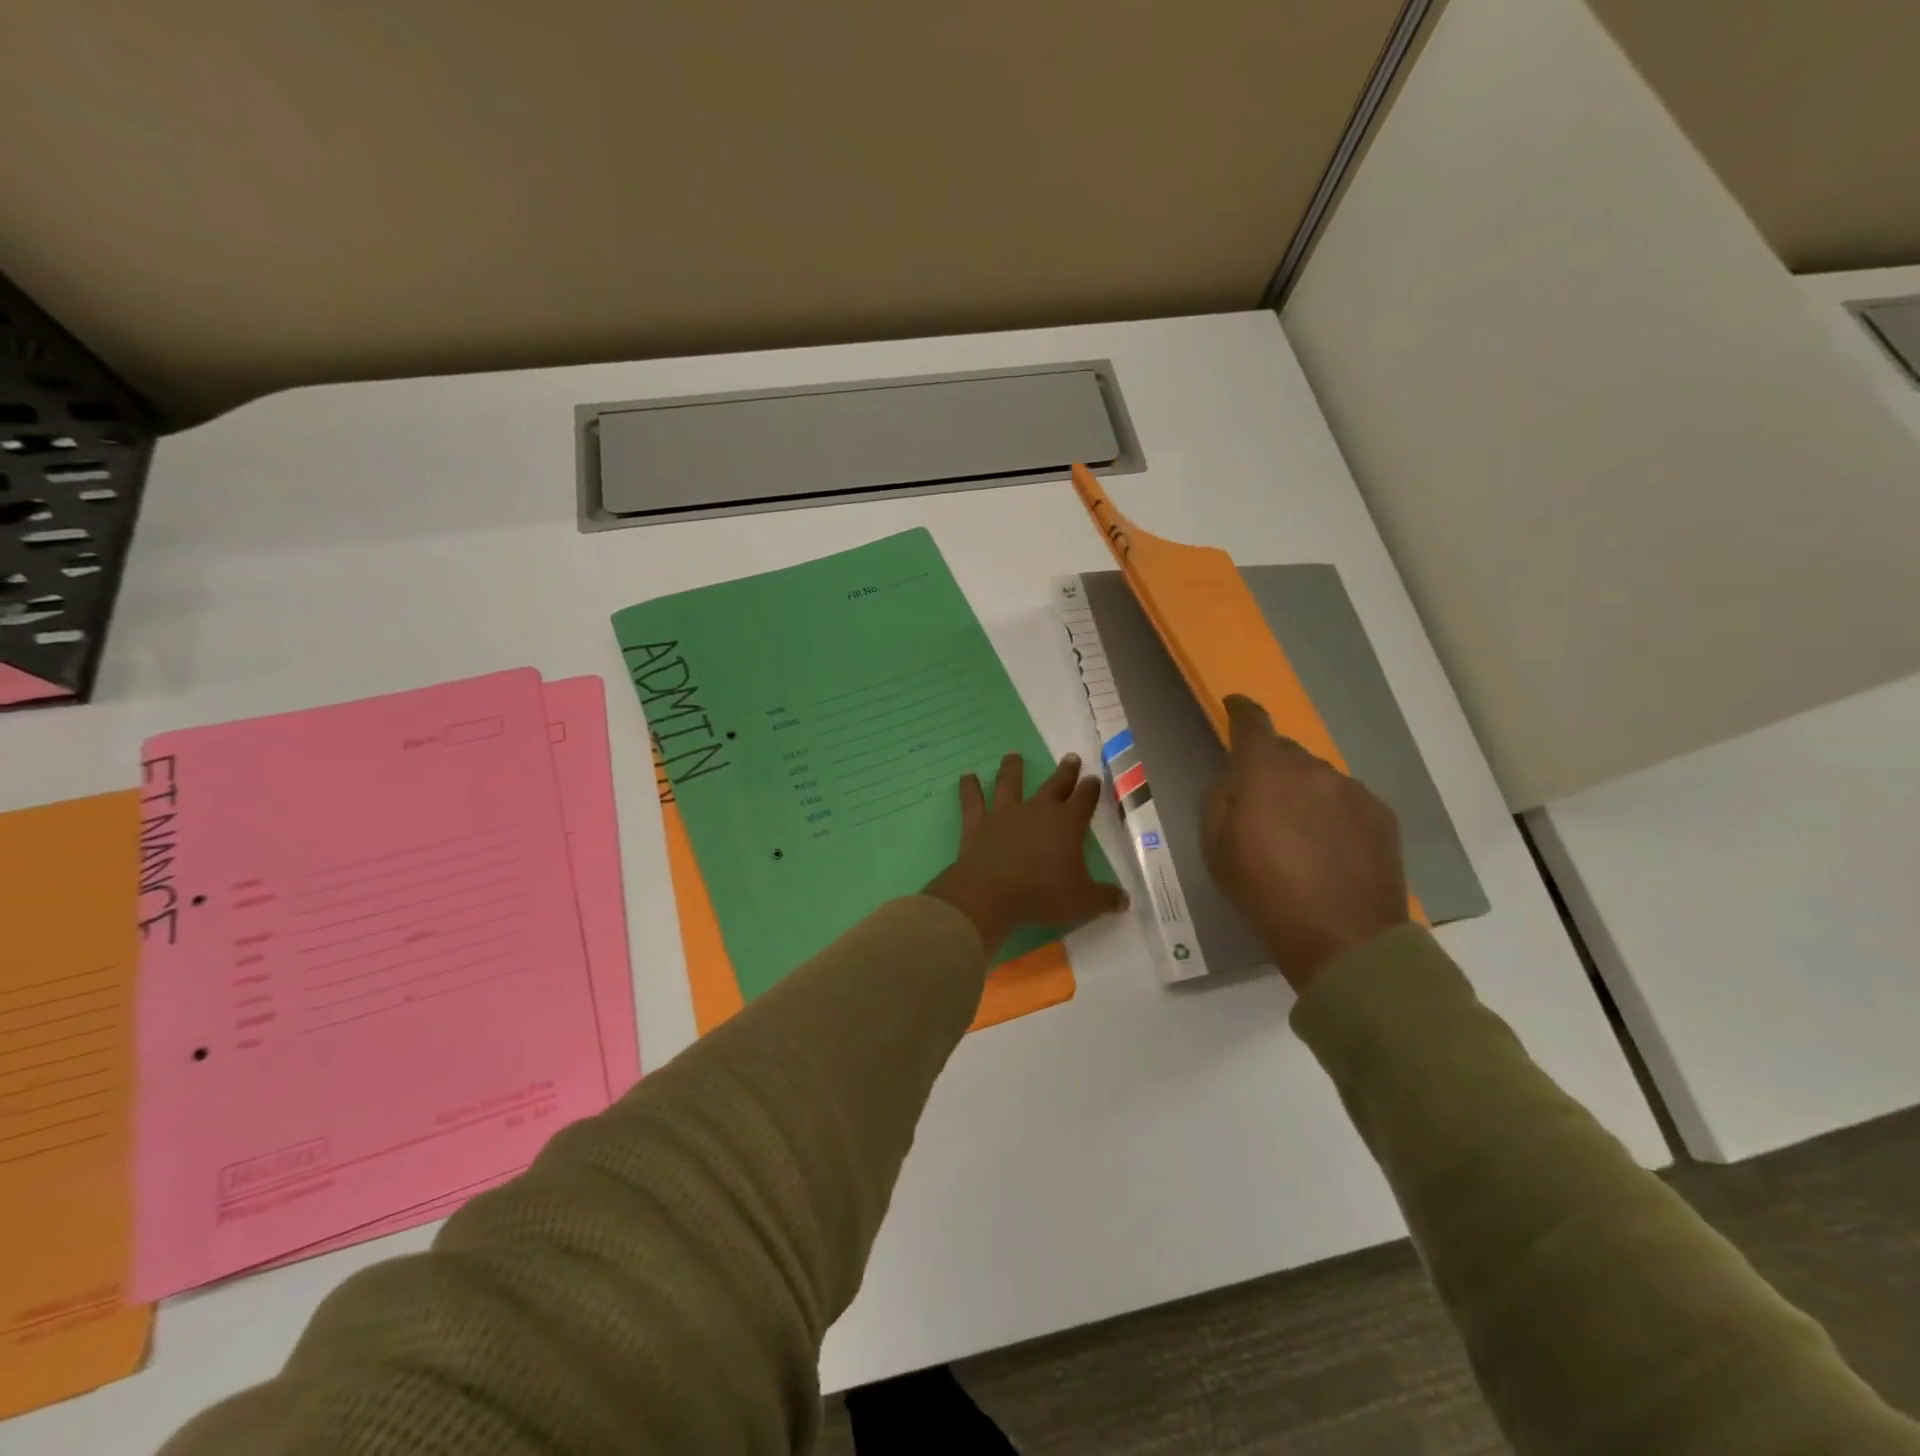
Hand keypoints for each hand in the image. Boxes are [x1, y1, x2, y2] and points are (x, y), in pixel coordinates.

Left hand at [926, 753, 1127, 953]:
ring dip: (1012, 768)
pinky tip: (967, 776)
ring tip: (1013, 756)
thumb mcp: (1083, 902)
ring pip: (1010, 783)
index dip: (1090, 789)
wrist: (989, 894)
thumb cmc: (1041, 895)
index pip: (1084, 800)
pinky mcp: (978, 823)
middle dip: (1065, 772)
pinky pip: (972, 800)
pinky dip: (969, 787)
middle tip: (1070, 757)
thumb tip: (1125, 900)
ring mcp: (1005, 813)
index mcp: (1067, 824)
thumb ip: (1105, 898)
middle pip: (1054, 785)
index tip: (1093, 779)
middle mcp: (1037, 810)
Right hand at [1202, 695, 1408, 991]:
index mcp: (1265, 773)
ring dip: (1304, 793)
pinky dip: (1332, 813)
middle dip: (1270, 768)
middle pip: (1286, 753)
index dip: (1241, 711)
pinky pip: (1346, 800)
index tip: (1234, 706)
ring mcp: (1352, 790)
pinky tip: (1330, 848)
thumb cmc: (1265, 893)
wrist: (1344, 938)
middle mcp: (1311, 769)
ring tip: (1300, 835)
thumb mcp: (1217, 851)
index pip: (1252, 724)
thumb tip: (1235, 784)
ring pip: (1318, 778)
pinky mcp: (1380, 814)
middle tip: (1262, 805)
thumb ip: (1220, 803)